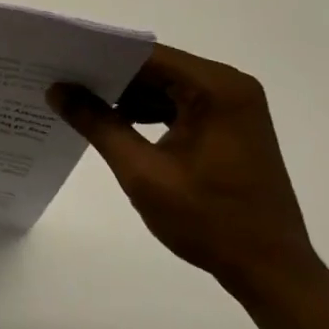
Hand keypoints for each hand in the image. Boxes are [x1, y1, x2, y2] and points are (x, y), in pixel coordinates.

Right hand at [47, 44, 320, 299]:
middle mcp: (229, 87)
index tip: (59, 60)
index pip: (146, 56)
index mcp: (216, 88)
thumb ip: (97, 124)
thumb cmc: (209, 221)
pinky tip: (114, 124)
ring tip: (78, 101)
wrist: (272, 273)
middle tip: (60, 80)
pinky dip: (148, 112)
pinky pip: (179, 105)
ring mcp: (232, 107)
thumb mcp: (142, 172)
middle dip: (110, 77)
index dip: (100, 56)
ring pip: (165, 86)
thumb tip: (57, 89)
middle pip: (156, 68)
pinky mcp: (229, 127)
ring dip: (126, 96)